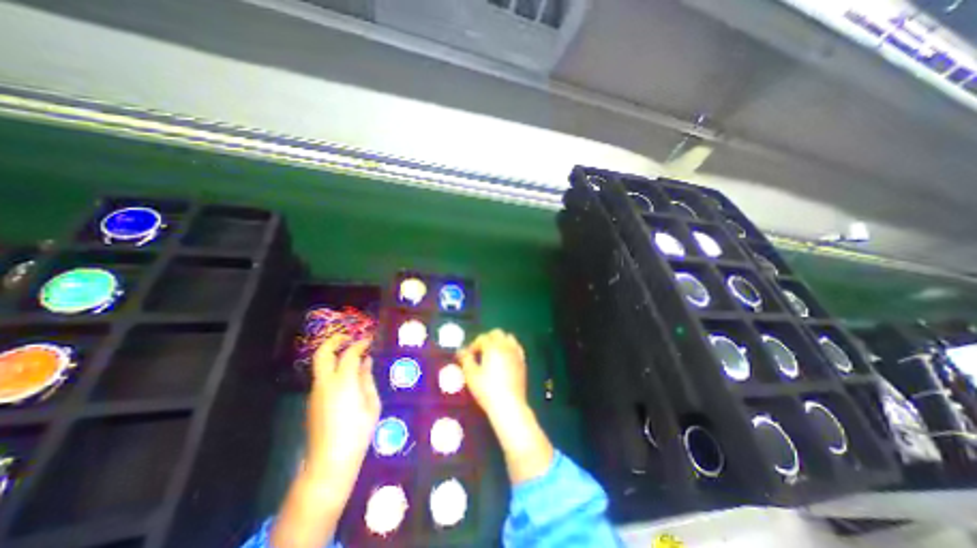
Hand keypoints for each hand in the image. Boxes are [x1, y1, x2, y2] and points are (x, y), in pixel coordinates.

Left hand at [306, 337, 378, 485]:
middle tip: (348, 336)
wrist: (330, 462)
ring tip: (352, 356)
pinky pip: (323, 378)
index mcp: (343, 382)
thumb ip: (367, 379)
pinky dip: (333, 370)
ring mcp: (315, 393)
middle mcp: (325, 383)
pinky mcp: (312, 402)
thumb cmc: (358, 432)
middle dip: (334, 341)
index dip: (360, 344)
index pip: (349, 354)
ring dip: (334, 356)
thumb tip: (366, 361)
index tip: (369, 339)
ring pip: (321, 366)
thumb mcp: (371, 403)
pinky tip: (347, 377)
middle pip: (322, 354)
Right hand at [456, 327, 526, 422]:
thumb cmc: (487, 389)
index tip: (469, 356)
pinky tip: (505, 358)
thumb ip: (465, 359)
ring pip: (509, 337)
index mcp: (492, 347)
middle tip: (480, 351)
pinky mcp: (523, 361)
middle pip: (497, 333)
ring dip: (500, 341)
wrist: (509, 404)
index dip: (473, 345)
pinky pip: (516, 347)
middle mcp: (506, 346)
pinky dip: (510, 348)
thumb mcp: (471, 374)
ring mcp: (516, 353)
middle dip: (487, 339)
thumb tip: (460, 351)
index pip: (482, 338)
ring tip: (493, 353)